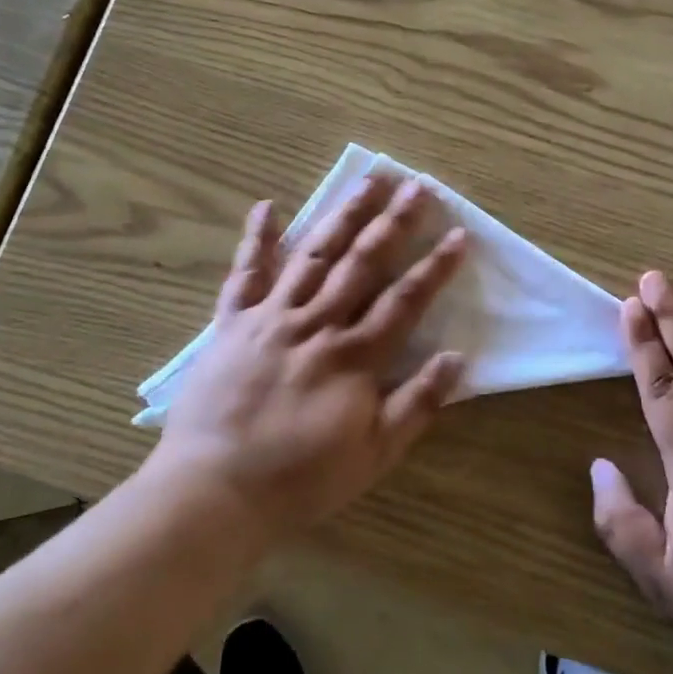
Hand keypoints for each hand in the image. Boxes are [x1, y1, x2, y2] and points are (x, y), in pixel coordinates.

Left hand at [147, 173, 467, 541]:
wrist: (214, 492)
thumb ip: (417, 404)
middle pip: (362, 263)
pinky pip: (245, 274)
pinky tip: (267, 205)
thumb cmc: (299, 479)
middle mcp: (316, 324)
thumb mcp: (373, 455)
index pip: (404, 300)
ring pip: (314, 256)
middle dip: (393, 223)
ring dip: (342, 215)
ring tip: (367, 181)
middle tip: (416, 186)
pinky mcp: (232, 323)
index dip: (435, 266)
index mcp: (354, 357)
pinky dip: (256, 239)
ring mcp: (271, 318)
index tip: (458, 233)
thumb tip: (458, 359)